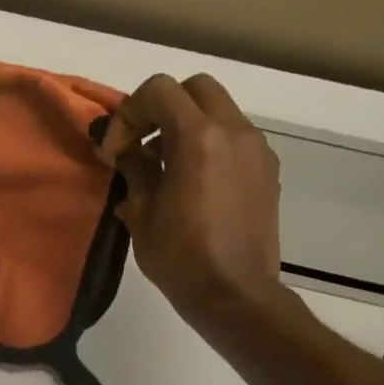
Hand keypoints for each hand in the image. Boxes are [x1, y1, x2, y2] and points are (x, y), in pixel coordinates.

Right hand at [96, 73, 289, 327]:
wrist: (235, 295)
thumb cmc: (180, 256)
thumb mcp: (141, 211)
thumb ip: (134, 168)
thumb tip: (125, 151)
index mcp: (199, 137)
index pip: (159, 90)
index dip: (129, 113)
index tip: (116, 151)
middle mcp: (234, 131)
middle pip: (195, 89)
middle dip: (162, 108)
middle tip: (142, 144)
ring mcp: (256, 150)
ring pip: (218, 112)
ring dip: (187, 126)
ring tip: (164, 167)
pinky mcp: (267, 171)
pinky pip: (234, 139)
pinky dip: (209, 145)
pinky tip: (192, 184)